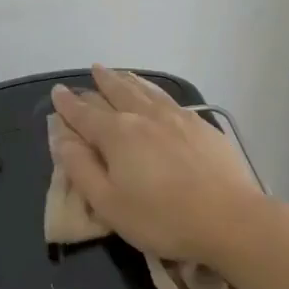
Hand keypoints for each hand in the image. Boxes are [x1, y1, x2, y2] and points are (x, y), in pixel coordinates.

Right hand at [49, 64, 270, 264]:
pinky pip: (169, 98)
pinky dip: (154, 90)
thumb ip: (81, 168)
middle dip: (101, 81)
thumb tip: (62, 138)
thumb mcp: (108, 203)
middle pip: (117, 91)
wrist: (230, 219)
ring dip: (128, 80)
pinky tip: (156, 94)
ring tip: (119, 73)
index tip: (58, 92)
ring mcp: (176, 117)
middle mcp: (144, 116)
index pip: (84, 113)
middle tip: (93, 70)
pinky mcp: (201, 125)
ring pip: (145, 90)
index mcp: (116, 134)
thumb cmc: (161, 217)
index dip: (68, 103)